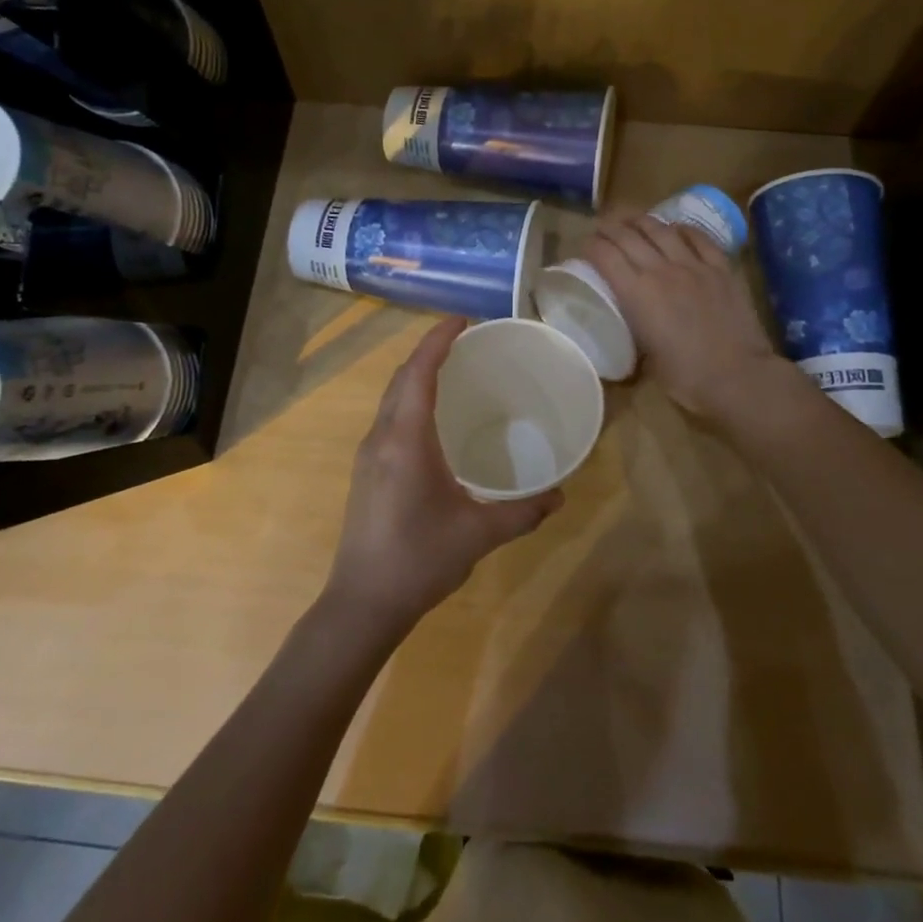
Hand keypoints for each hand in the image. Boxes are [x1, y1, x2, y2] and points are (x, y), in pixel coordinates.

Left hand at [326, 318, 562, 632]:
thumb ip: (522, 512)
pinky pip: (389, 418)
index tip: (463, 319)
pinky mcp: (367, 472)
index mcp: (406, 439)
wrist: (362, 602)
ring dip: (417, 376)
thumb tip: (560, 496)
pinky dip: (410, 401)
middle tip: (465, 341)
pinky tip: (434, 421)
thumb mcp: (478, 534)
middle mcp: (382, 437)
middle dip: (429, 352)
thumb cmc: (419, 559)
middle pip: (402, 378)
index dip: (438, 340)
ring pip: (392, 398)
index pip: (419, 372)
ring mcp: (369, 454)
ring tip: (452, 372)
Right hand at [583, 214, 779, 416]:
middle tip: (601, 227)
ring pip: (661, 229)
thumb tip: (635, 320)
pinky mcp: (721, 268)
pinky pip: (698, 238)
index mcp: (636, 293)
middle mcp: (661, 270)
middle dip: (609, 227)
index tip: (585, 246)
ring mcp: (694, 265)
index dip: (591, 246)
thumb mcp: (646, 355)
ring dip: (641, 220)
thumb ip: (636, 328)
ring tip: (631, 219)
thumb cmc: (686, 378)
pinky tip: (675, 228)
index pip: (605, 255)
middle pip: (628, 235)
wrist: (739, 377)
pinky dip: (682, 229)